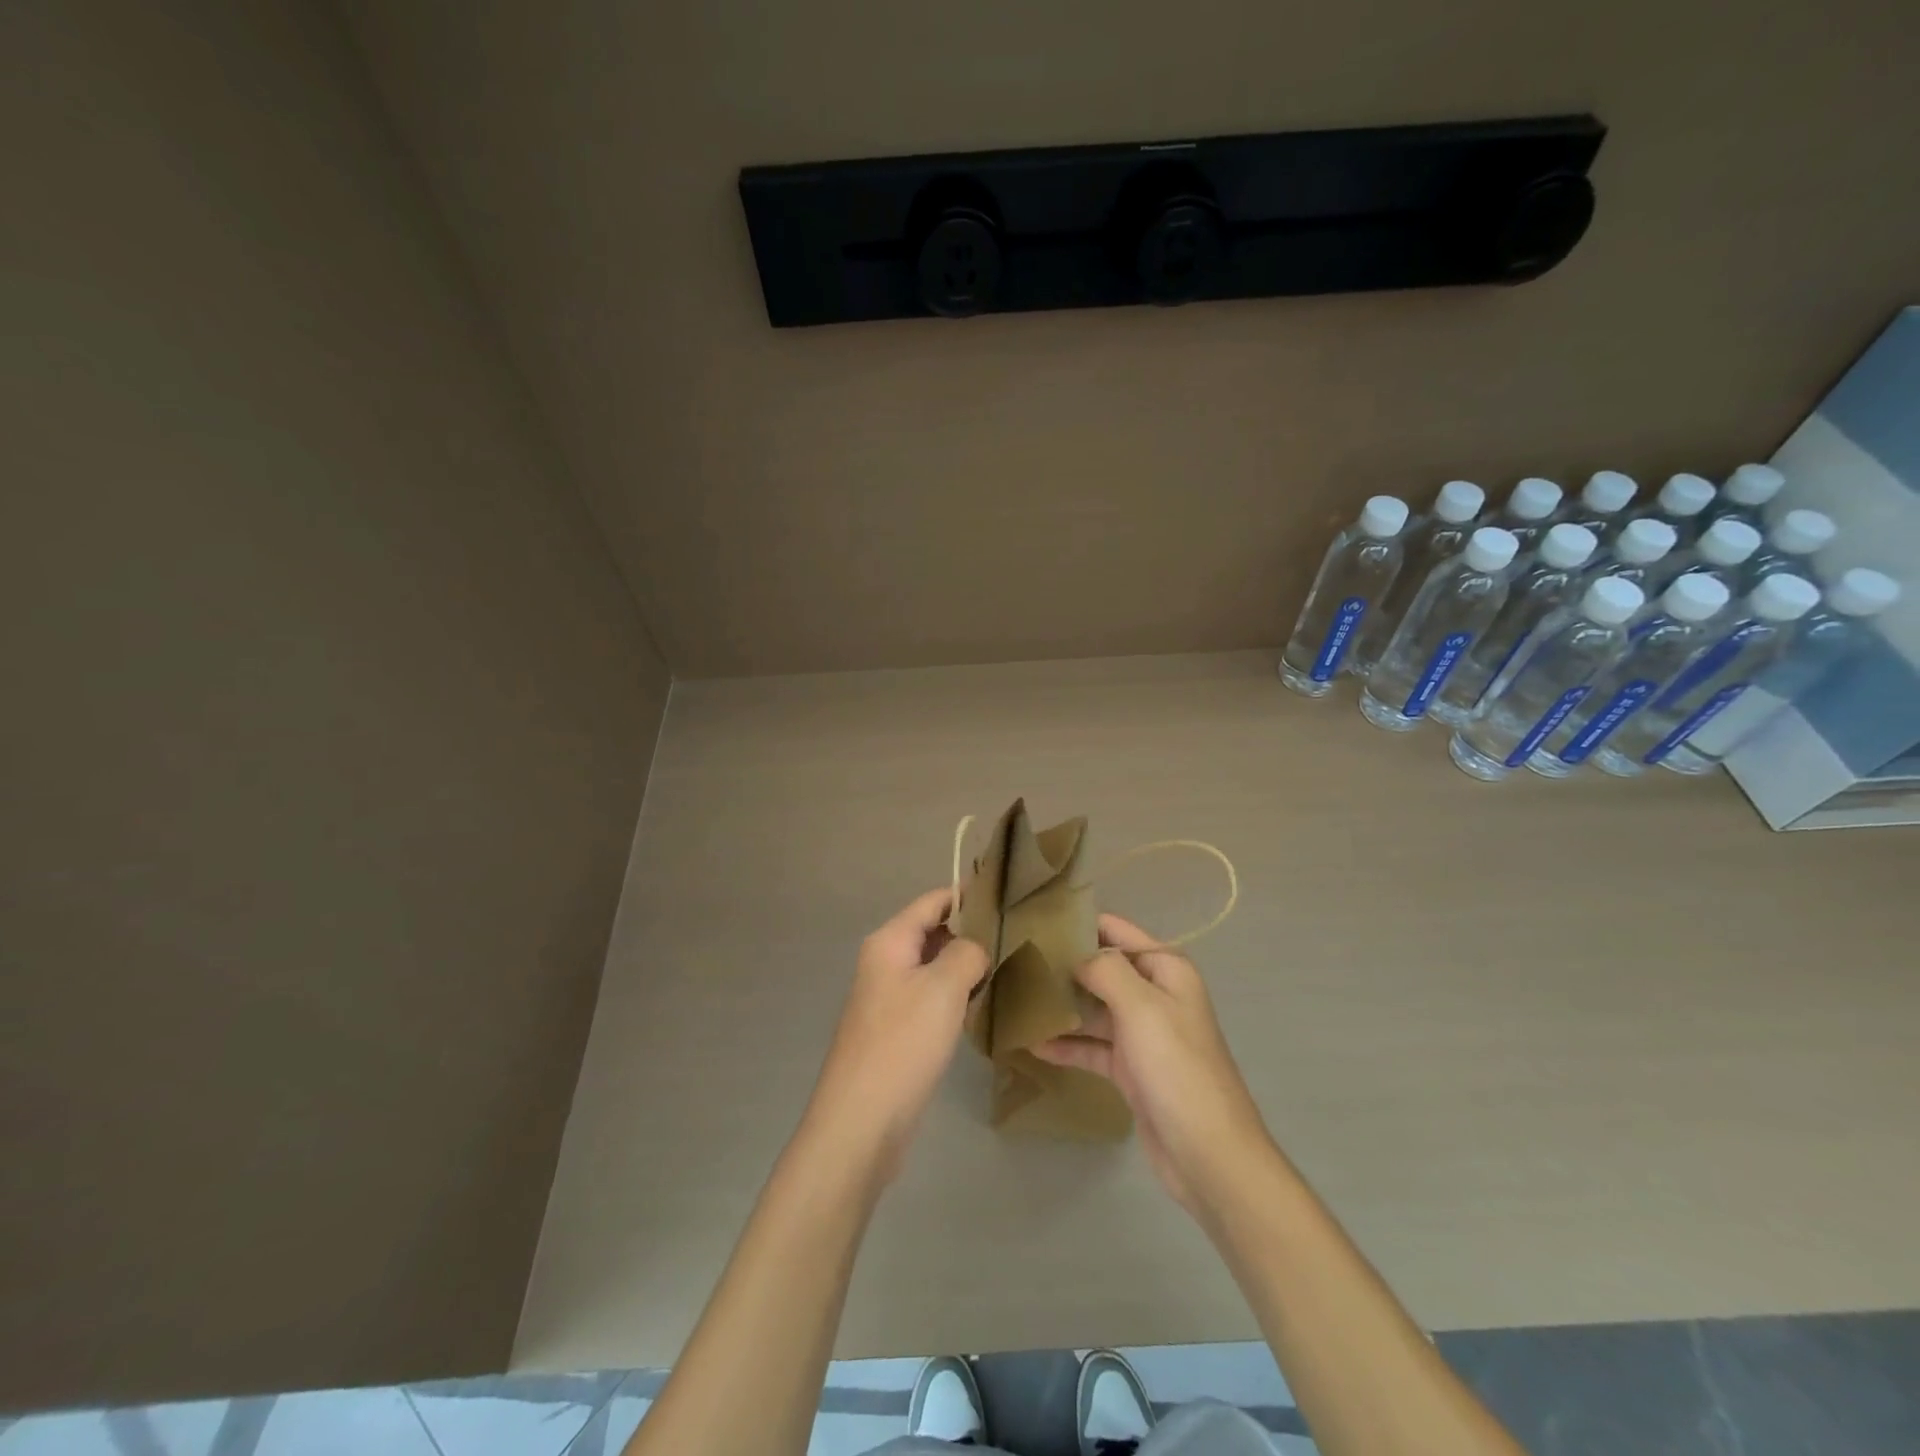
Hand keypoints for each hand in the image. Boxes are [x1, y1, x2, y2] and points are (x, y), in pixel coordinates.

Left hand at [802, 888, 989, 1181]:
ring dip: (965, 966)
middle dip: (971, 932)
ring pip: (934, 967)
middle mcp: (885, 962)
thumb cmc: (903, 1043)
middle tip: (1018, 935)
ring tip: (1010, 965)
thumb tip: (977, 947)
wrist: (862, 1121)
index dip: (968, 895)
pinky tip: (984, 1004)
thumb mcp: (943, 988)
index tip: (1008, 895)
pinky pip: (931, 998)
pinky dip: (955, 995)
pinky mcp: (896, 1030)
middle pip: (932, 932)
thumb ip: (966, 953)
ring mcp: (888, 998)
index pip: (933, 901)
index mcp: (890, 941)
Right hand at [1030, 913, 1270, 1214]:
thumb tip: (1076, 956)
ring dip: (1061, 1006)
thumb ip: (1105, 970)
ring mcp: (1143, 1033)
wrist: (1209, 1154)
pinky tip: (1032, 1044)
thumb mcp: (1142, 1007)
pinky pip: (1092, 1046)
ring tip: (1015, 999)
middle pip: (1101, 969)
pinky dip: (1066, 1044)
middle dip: (1063, 965)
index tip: (1034, 922)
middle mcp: (1155, 994)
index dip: (1078, 923)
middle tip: (1015, 962)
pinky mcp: (1131, 1069)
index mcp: (1165, 969)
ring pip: (1094, 1008)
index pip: (1116, 931)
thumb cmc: (1177, 1068)